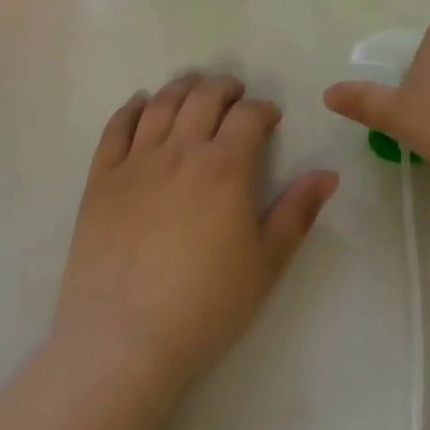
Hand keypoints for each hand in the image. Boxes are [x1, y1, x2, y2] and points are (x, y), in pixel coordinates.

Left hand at [52, 74, 338, 397]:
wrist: (123, 343)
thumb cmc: (205, 305)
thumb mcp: (267, 262)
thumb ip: (298, 211)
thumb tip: (328, 174)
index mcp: (225, 166)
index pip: (248, 115)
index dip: (263, 109)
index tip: (270, 119)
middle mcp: (181, 150)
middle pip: (204, 97)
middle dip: (225, 88)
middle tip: (234, 95)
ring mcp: (137, 162)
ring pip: (162, 104)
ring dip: (183, 87)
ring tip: (194, 88)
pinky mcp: (102, 180)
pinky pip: (116, 128)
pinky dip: (132, 108)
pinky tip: (141, 104)